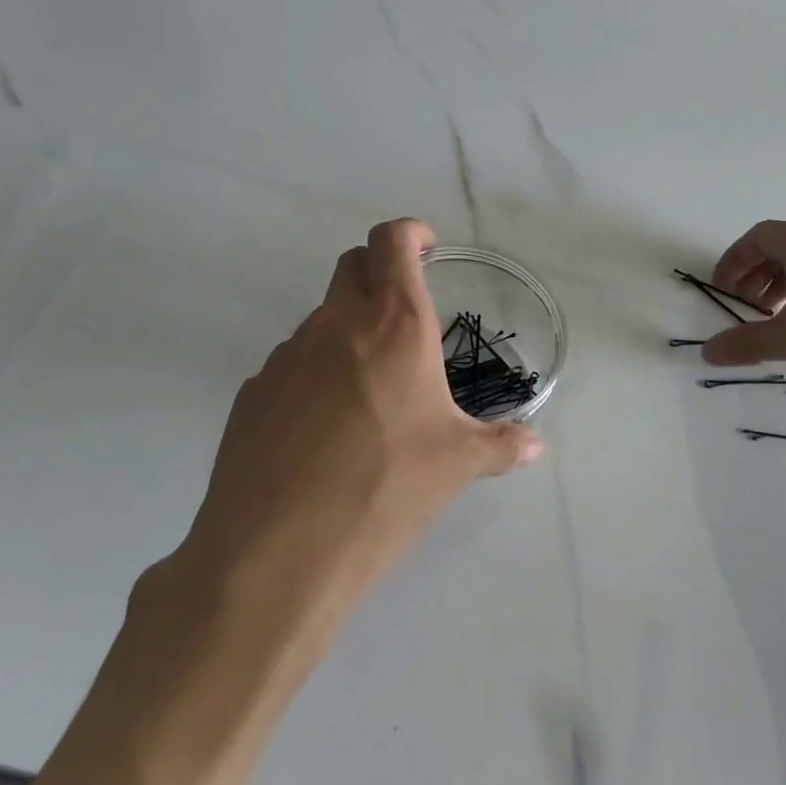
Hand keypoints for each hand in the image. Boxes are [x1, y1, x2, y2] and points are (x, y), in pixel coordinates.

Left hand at [168, 219, 541, 641]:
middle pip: (351, 266)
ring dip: (347, 331)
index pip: (392, 242)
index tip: (427, 249)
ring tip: (370, 390)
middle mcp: (335, 326)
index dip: (410, 234)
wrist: (278, 550)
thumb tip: (533, 446)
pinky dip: (315, 373)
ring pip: (320, 319)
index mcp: (393, 326)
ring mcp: (285, 357)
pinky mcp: (252, 394)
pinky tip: (325, 429)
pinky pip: (291, 365)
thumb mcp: (456, 466)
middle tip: (406, 315)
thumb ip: (499, 446)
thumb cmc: (385, 489)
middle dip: (379, 272)